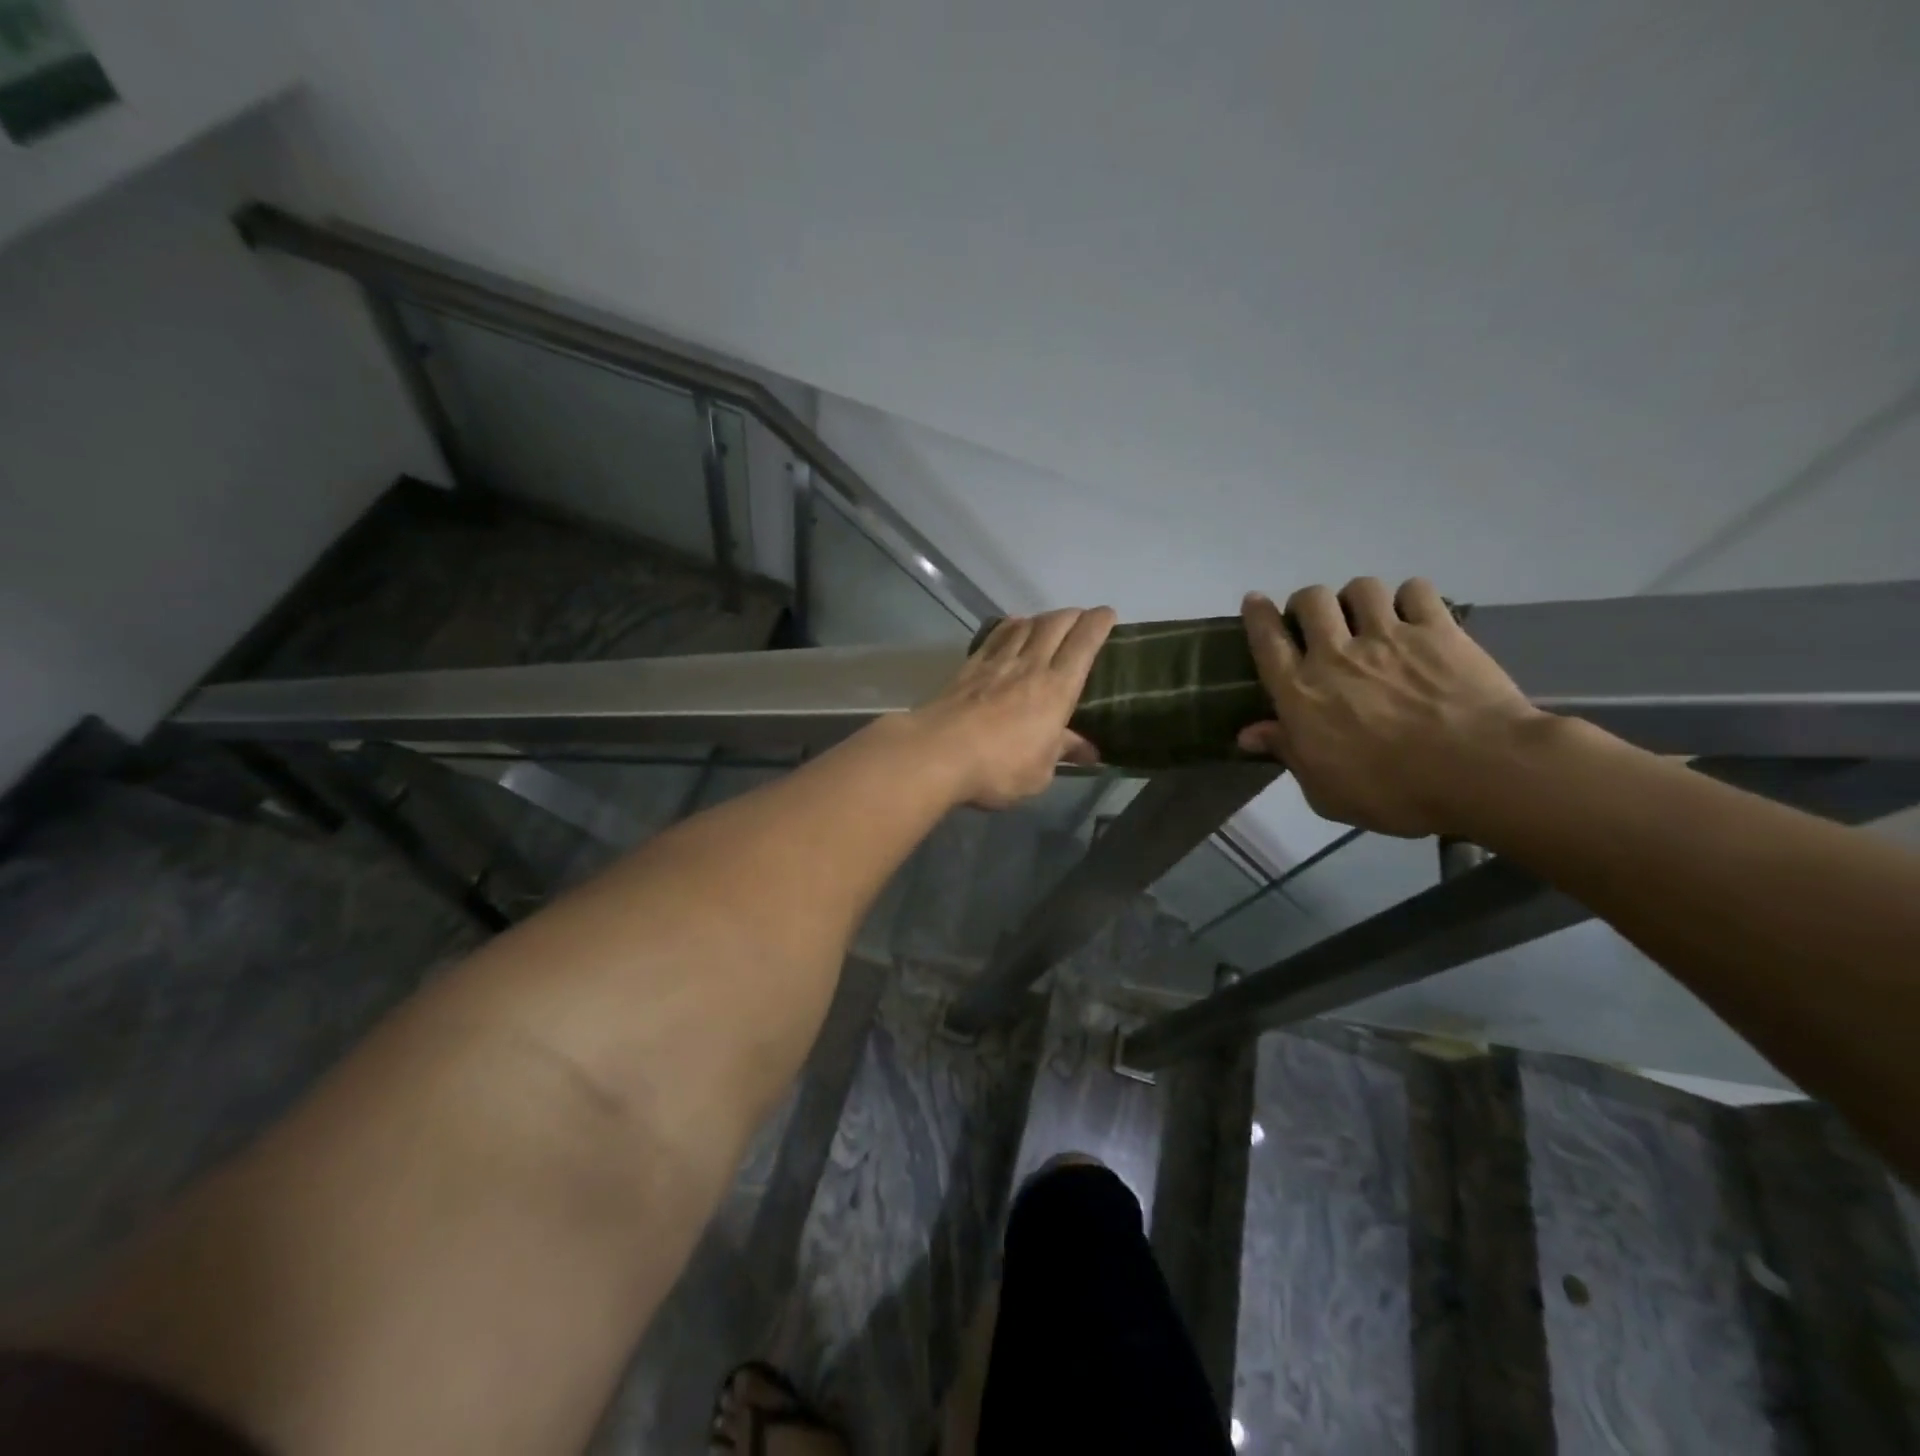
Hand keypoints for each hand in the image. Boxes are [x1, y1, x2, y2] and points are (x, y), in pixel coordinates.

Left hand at [911, 607, 1116, 808]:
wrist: (938, 753)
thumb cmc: (998, 768)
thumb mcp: (1039, 773)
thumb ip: (1062, 753)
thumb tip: (1089, 751)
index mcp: (1057, 689)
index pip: (1084, 644)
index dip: (1099, 624)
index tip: (1107, 614)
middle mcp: (1030, 665)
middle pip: (1056, 624)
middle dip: (1074, 615)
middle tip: (1082, 619)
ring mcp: (997, 662)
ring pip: (1026, 625)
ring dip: (1043, 618)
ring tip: (1050, 622)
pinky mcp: (969, 666)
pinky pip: (996, 635)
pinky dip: (1010, 626)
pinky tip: (1013, 627)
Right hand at [1236, 578, 1544, 836]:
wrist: (1478, 771)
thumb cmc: (1392, 792)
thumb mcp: (1324, 790)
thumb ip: (1287, 753)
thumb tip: (1248, 734)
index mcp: (1301, 693)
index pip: (1267, 641)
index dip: (1257, 616)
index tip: (1255, 601)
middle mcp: (1336, 654)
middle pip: (1310, 601)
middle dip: (1307, 604)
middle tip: (1318, 623)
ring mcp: (1389, 636)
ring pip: (1360, 588)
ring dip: (1357, 598)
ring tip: (1368, 617)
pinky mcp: (1438, 630)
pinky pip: (1416, 590)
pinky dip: (1410, 598)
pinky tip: (1415, 616)